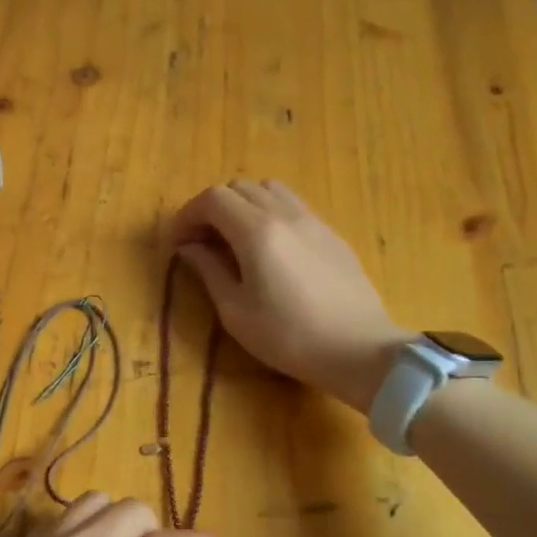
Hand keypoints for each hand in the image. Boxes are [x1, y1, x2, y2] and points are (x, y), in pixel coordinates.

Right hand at [171, 179, 410, 413]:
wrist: (358, 349)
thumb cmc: (288, 336)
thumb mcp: (235, 311)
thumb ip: (209, 270)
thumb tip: (188, 247)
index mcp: (256, 232)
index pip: (212, 199)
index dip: (187, 215)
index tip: (178, 242)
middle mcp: (284, 214)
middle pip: (239, 187)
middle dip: (212, 209)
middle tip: (202, 242)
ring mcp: (313, 220)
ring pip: (269, 189)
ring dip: (243, 206)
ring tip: (235, 240)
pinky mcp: (331, 233)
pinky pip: (293, 205)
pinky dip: (269, 213)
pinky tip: (270, 249)